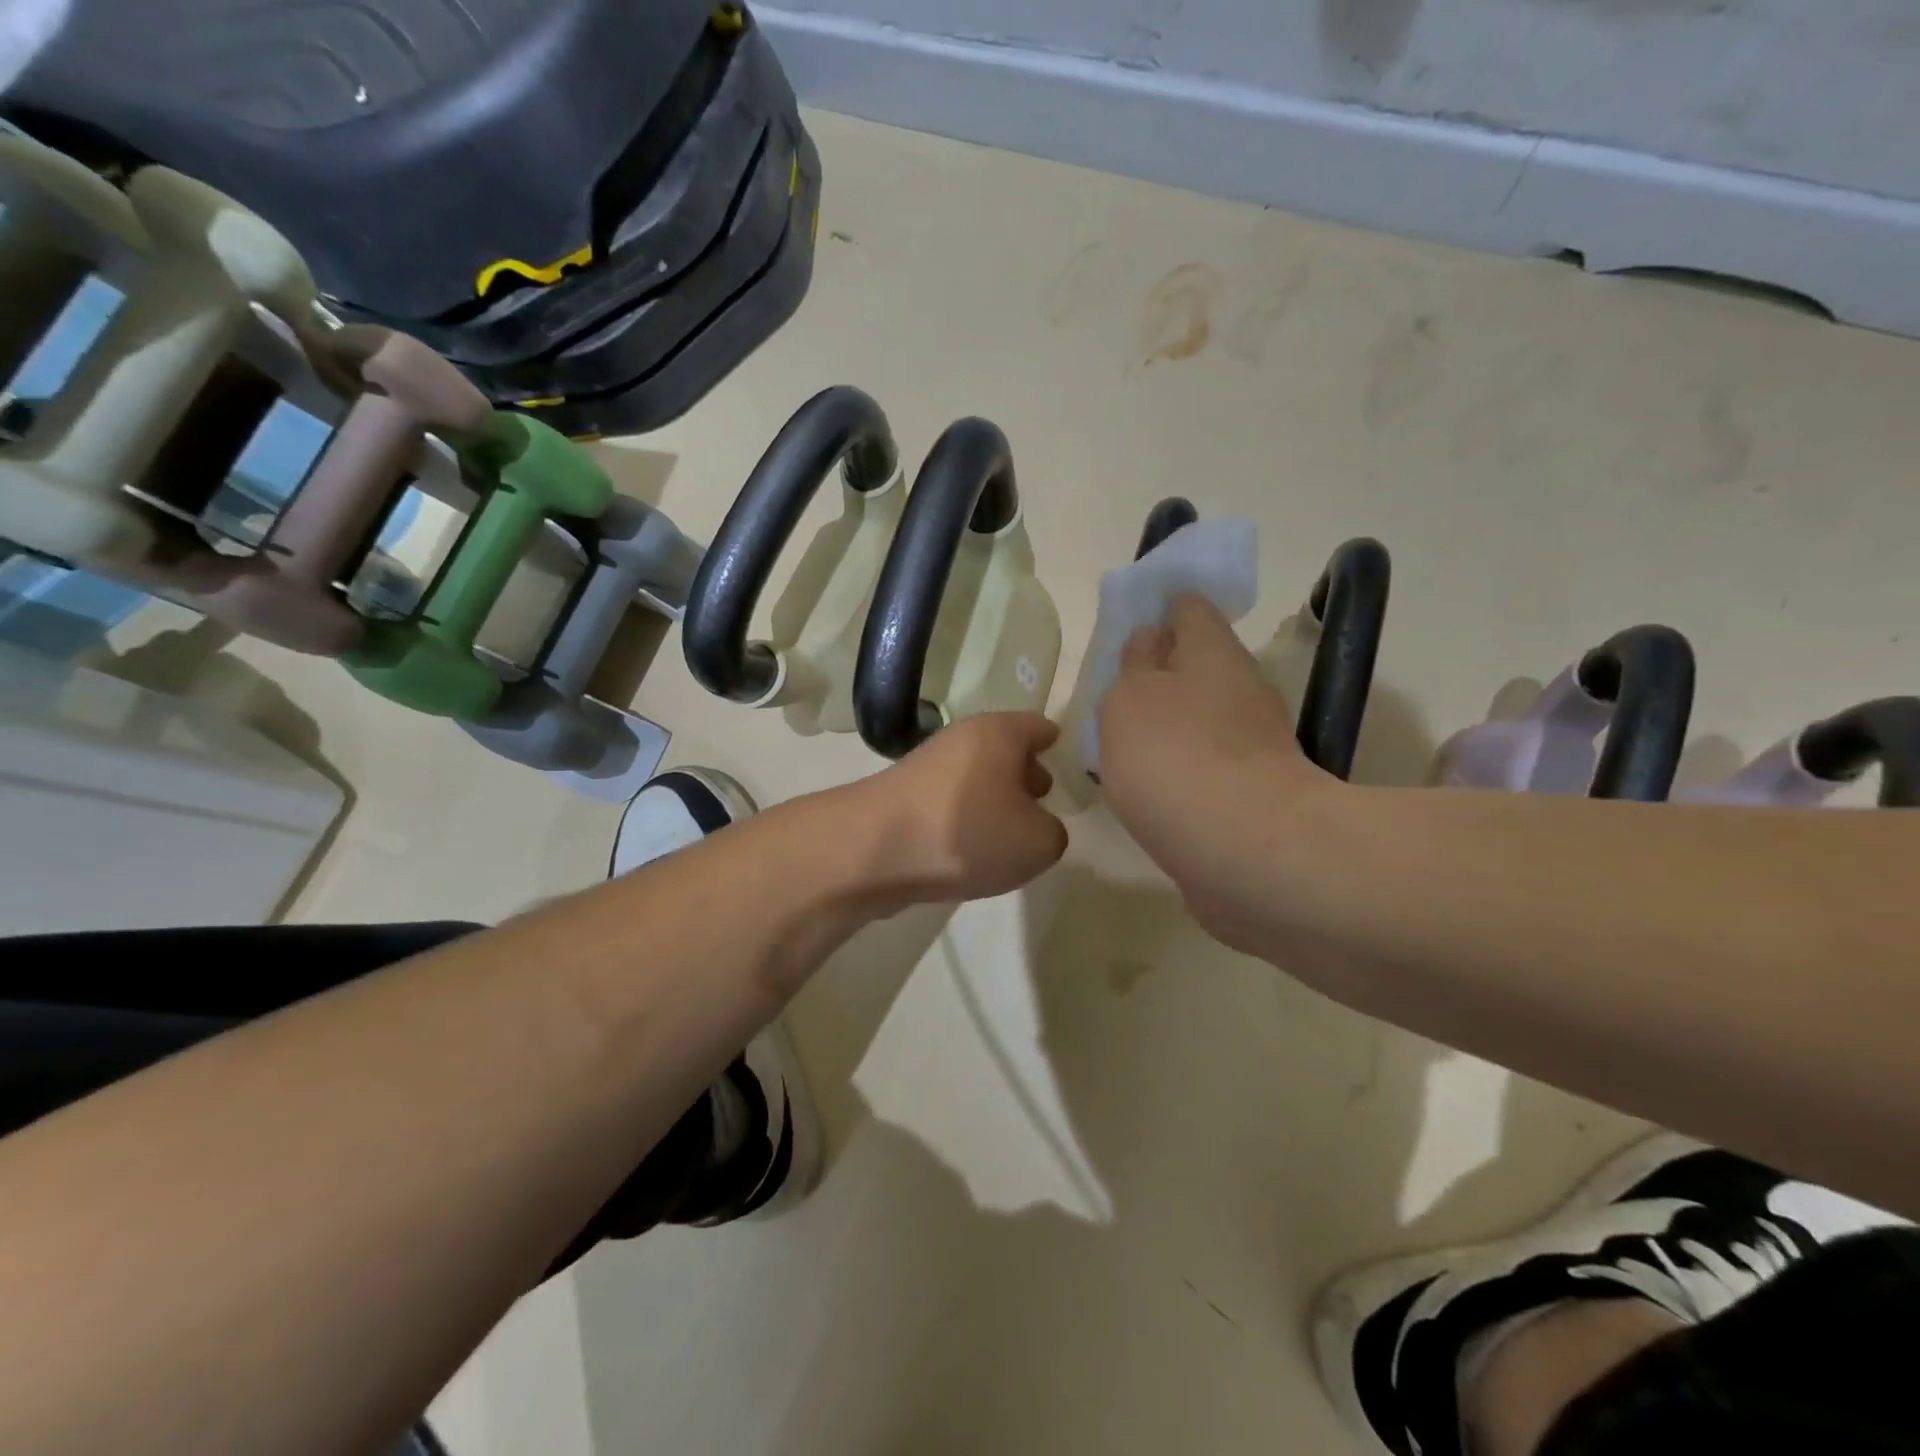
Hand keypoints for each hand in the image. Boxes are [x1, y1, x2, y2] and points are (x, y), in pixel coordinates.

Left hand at [852, 712, 1068, 907]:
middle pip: (1005, 750)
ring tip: (1009, 836)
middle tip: (1044, 801)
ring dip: (994, 800)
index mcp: (1000, 732)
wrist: (873, 852)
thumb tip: (1038, 829)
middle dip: (1026, 773)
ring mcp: (928, 766)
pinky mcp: (903, 797)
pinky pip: (950, 802)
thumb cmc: (968, 833)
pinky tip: (970, 851)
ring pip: (976, 777)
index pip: (1040, 727)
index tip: (1070, 767)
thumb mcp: (1038, 843)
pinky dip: (964, 819)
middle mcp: (962, 739)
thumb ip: (1053, 833)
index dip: (1058, 746)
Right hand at [1098, 595, 1335, 953]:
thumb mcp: (1130, 699)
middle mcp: (1241, 689)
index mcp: (1212, 653)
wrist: (1245, 853)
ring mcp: (1253, 744)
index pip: (1189, 608)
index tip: (1132, 624)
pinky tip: (1150, 784)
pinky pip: (1207, 764)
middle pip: (1198, 664)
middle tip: (1116, 690)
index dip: (1161, 609)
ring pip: (1202, 717)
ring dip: (1170, 722)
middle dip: (1161, 672)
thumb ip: (1134, 665)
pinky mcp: (1252, 793)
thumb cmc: (1174, 758)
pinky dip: (1182, 766)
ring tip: (1122, 741)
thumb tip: (1150, 643)